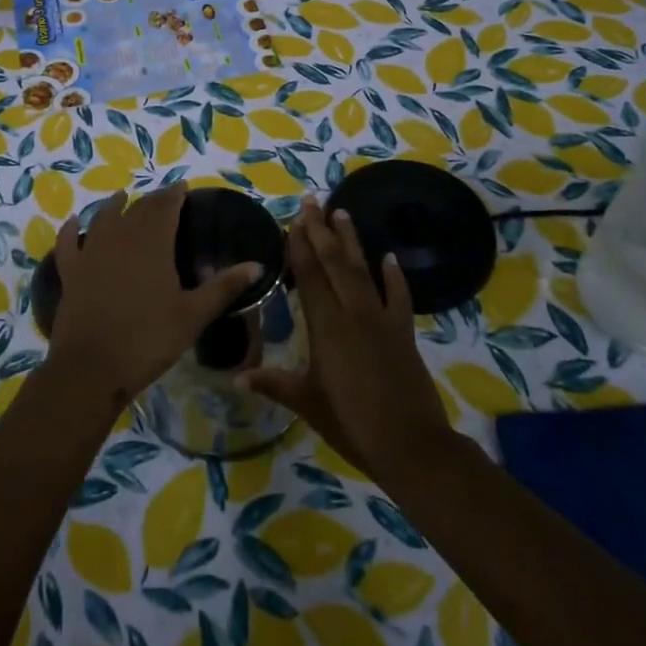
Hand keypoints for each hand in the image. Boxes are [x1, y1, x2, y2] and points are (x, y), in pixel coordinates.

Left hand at [48, 185, 261, 406]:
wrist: (92, 367)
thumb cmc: (148, 339)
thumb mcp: (193, 315)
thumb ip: (224, 287)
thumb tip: (257, 265)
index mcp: (153, 244)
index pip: (165, 208)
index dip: (174, 194)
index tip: (183, 186)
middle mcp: (120, 239)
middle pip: (137, 210)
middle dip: (151, 200)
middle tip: (162, 196)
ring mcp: (91, 254)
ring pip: (103, 219)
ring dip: (113, 206)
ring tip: (121, 197)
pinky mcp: (70, 273)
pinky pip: (68, 243)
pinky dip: (70, 230)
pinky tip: (72, 222)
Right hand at [239, 196, 449, 477]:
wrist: (411, 445)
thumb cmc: (351, 423)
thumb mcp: (307, 403)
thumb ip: (273, 383)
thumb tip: (234, 379)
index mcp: (326, 326)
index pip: (309, 276)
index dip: (299, 246)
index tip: (292, 219)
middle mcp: (354, 313)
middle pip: (335, 263)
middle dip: (321, 230)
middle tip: (312, 200)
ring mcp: (382, 320)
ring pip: (364, 271)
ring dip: (351, 241)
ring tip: (342, 212)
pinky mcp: (403, 332)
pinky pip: (400, 297)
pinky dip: (395, 277)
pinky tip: (390, 257)